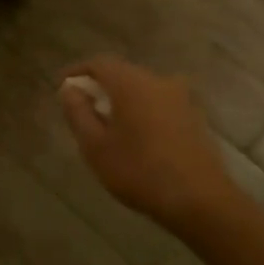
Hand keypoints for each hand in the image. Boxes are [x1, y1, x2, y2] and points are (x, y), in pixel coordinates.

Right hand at [58, 56, 238, 233]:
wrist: (200, 200)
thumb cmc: (139, 171)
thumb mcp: (95, 146)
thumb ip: (78, 113)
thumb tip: (69, 90)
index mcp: (131, 83)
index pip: (99, 64)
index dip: (78, 72)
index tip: (63, 86)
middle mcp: (157, 81)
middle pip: (122, 73)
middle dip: (100, 86)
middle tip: (83, 107)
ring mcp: (181, 98)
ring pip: (143, 89)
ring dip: (123, 99)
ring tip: (108, 123)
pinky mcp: (194, 117)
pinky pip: (160, 103)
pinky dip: (143, 110)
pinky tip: (137, 135)